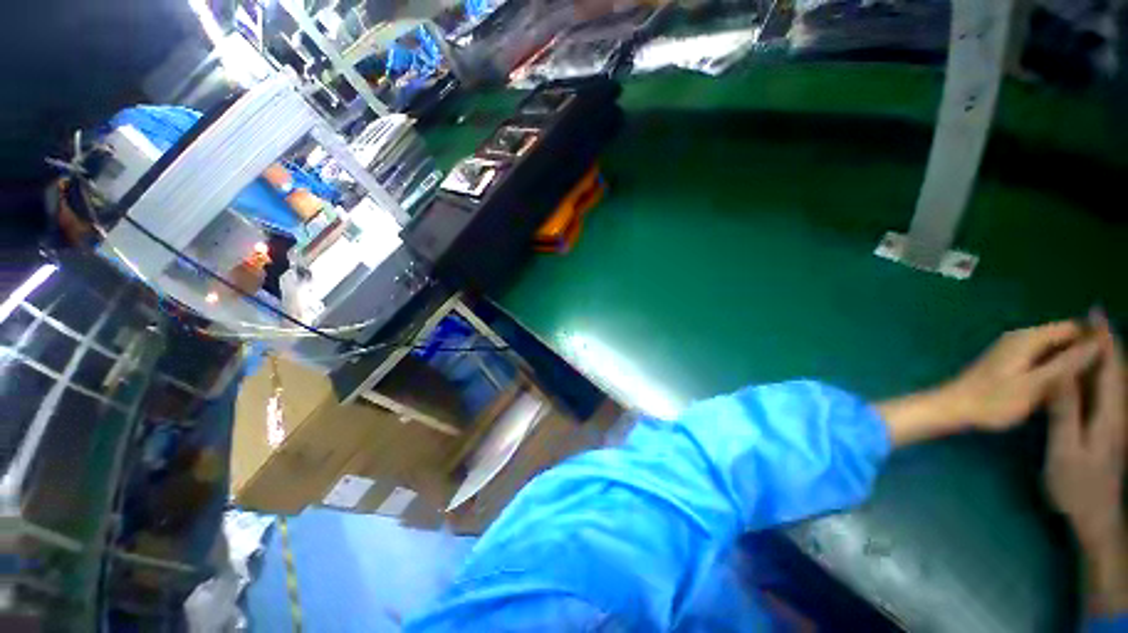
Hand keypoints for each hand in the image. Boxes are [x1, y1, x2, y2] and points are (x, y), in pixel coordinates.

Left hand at [943, 321, 1101, 430]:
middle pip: (1064, 338)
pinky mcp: (1010, 364)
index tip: (1114, 361)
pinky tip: (1067, 388)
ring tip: (1092, 385)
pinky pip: (1042, 360)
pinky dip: (1057, 370)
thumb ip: (1067, 364)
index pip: (1073, 328)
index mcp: (1028, 338)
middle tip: (1105, 377)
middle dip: (1085, 352)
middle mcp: (1021, 338)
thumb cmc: (992, 400)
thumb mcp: (1036, 385)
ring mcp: (1014, 350)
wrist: (952, 407)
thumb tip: (1099, 343)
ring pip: (1054, 350)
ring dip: (1072, 362)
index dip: (1094, 340)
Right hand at [1044, 314, 1127, 614]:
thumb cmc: (1078, 486)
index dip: (1104, 339)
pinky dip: (1101, 375)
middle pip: (1116, 370)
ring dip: (1105, 356)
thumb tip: (1061, 374)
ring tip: (1090, 339)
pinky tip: (1091, 374)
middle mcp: (1118, 412)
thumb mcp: (1066, 451)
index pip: (1110, 367)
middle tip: (1090, 320)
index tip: (1094, 314)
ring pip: (1115, 381)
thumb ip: (1066, 412)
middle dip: (1107, 342)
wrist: (1097, 518)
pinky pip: (1107, 394)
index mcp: (1109, 413)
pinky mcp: (1110, 430)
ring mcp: (1116, 422)